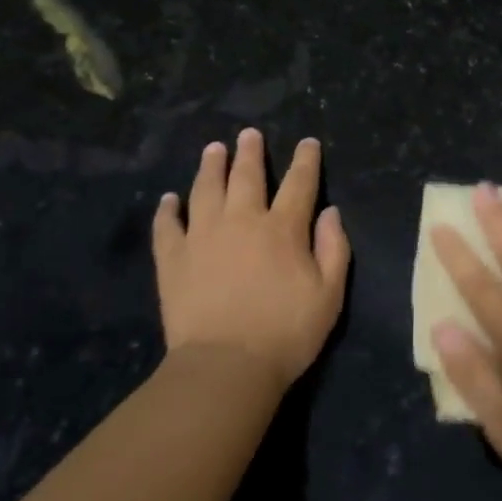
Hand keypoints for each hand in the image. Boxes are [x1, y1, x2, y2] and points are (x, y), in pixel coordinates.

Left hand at [153, 129, 350, 393]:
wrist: (225, 367)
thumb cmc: (285, 334)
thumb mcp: (329, 296)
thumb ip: (333, 249)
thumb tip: (330, 212)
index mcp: (282, 228)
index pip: (299, 183)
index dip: (305, 160)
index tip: (307, 142)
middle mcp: (241, 220)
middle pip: (246, 175)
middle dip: (250, 151)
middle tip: (249, 133)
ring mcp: (203, 236)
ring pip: (206, 189)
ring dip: (210, 166)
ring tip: (213, 149)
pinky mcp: (173, 258)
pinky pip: (167, 225)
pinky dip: (167, 210)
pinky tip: (168, 199)